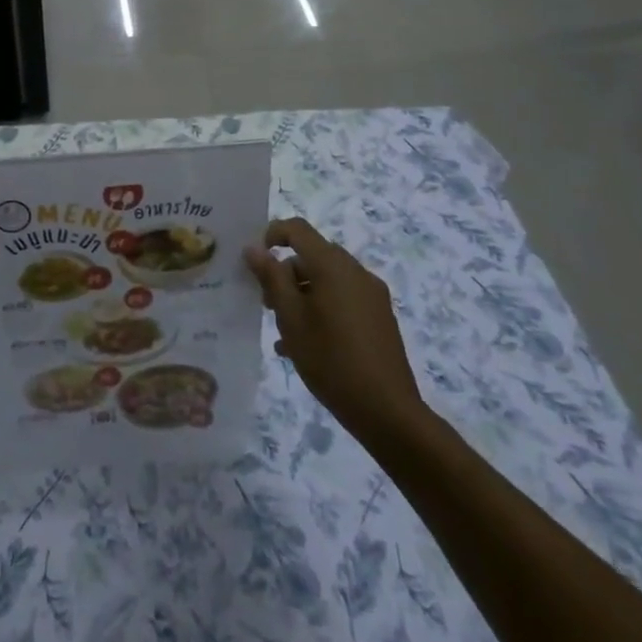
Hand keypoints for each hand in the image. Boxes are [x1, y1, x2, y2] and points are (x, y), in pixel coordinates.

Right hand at [243, 218, 425, 443]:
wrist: (387, 411)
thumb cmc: (330, 359)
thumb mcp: (290, 317)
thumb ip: (271, 278)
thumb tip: (254, 248)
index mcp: (333, 266)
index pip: (298, 229)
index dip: (272, 235)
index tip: (255, 261)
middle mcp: (356, 272)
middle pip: (312, 256)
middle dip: (285, 273)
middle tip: (267, 304)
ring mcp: (372, 296)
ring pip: (327, 280)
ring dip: (301, 294)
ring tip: (284, 330)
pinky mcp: (380, 318)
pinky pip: (343, 300)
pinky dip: (321, 309)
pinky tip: (305, 344)